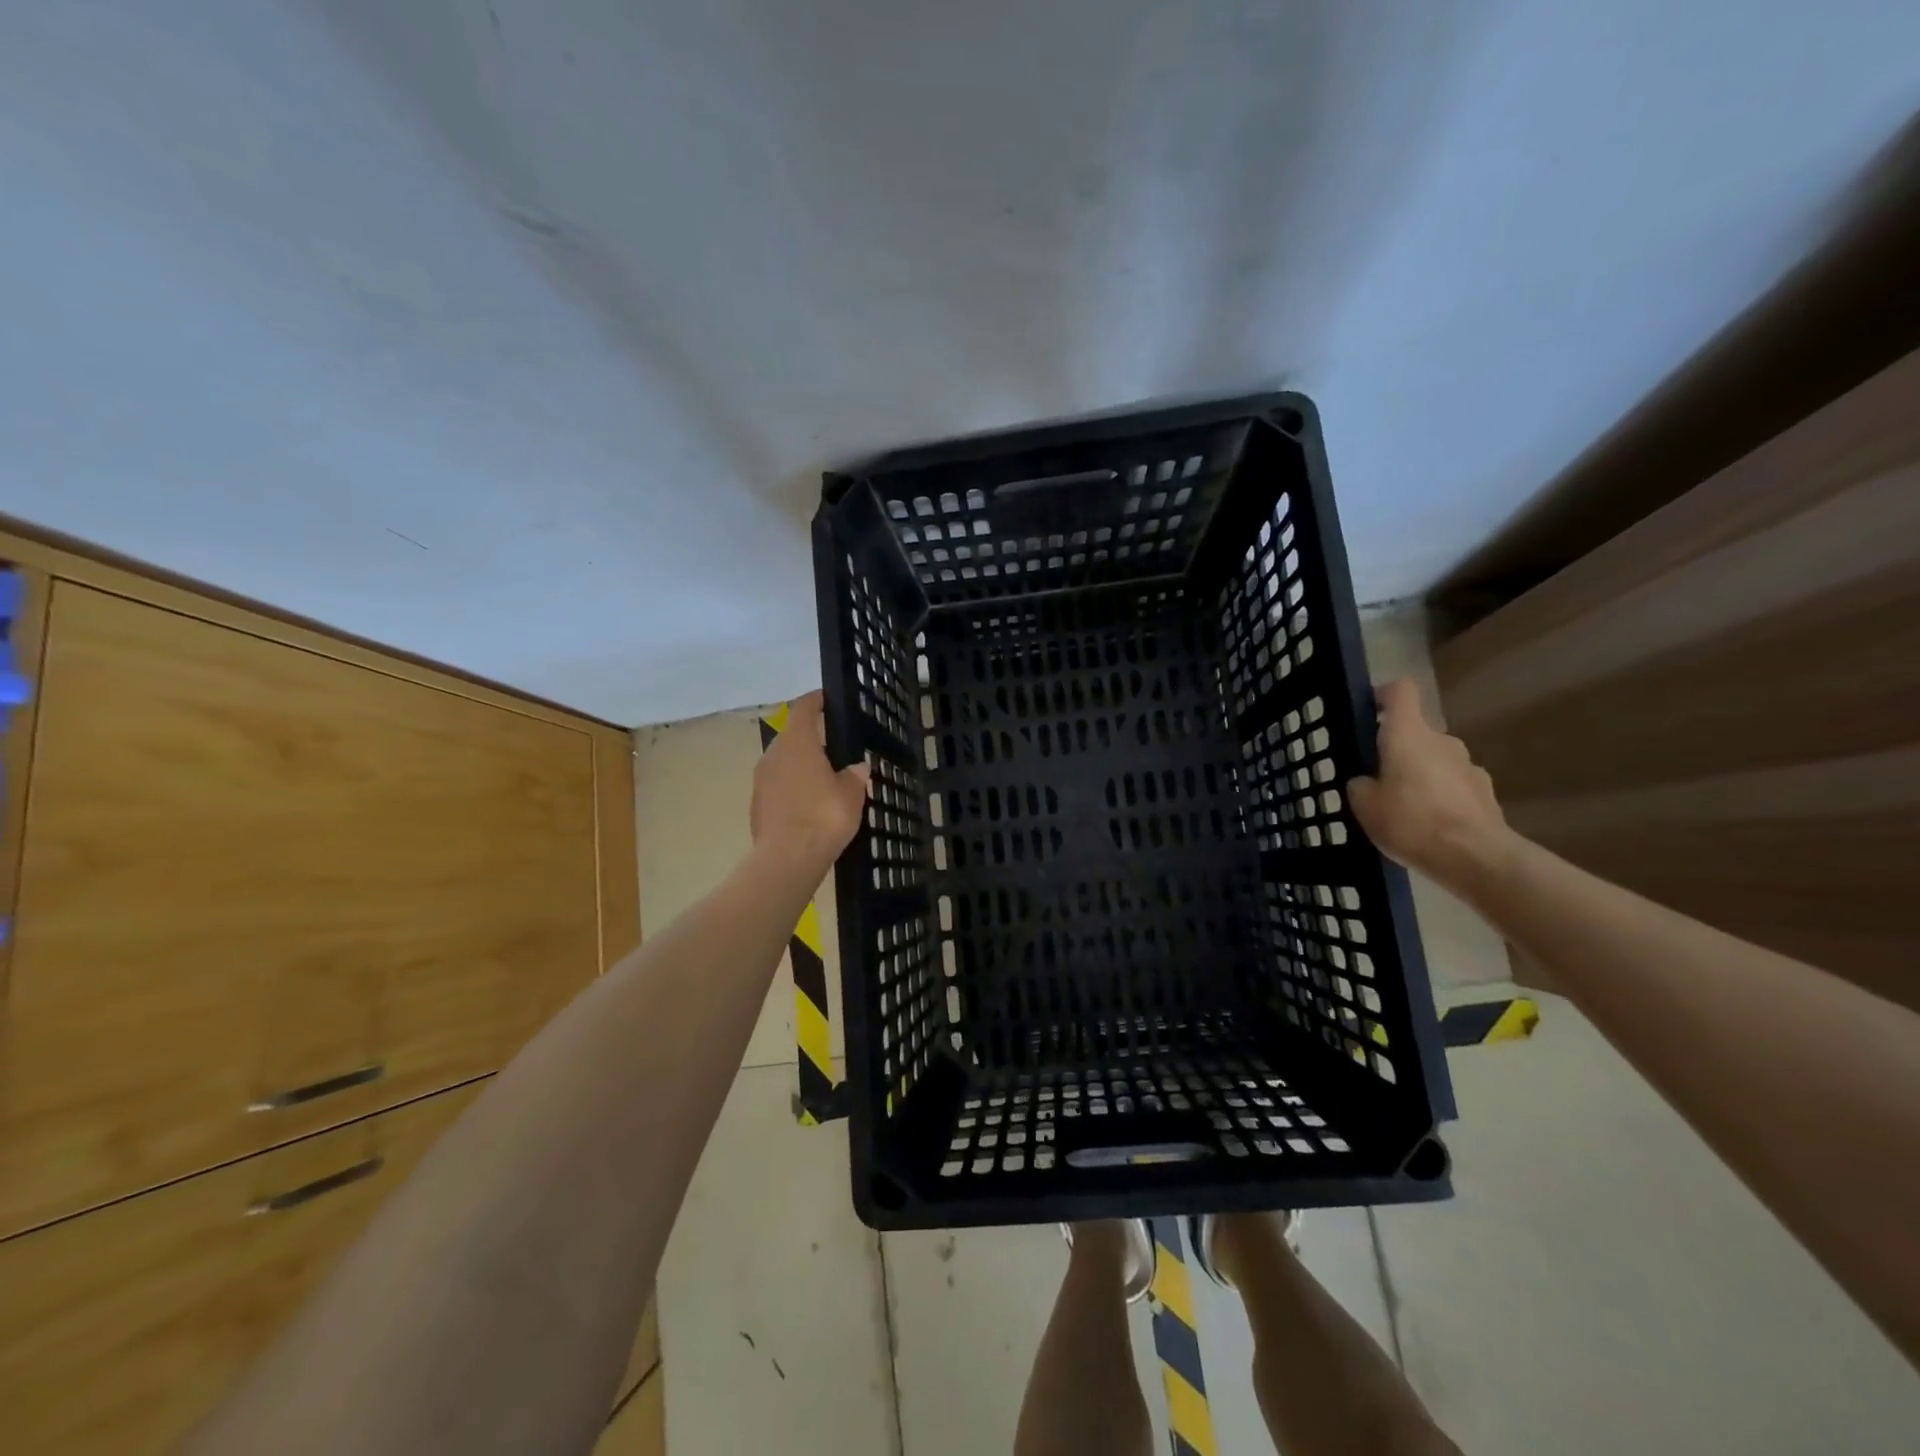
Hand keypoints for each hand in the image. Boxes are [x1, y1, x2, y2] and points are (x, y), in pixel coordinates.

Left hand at [750, 691, 870, 874]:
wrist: (787, 859)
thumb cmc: (824, 816)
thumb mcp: (851, 794)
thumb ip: (854, 776)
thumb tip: (857, 768)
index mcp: (796, 743)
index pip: (804, 709)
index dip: (815, 701)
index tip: (826, 698)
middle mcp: (773, 755)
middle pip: (791, 737)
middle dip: (809, 739)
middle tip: (832, 747)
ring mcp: (761, 781)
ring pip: (782, 764)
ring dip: (800, 767)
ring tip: (823, 779)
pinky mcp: (756, 806)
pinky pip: (778, 788)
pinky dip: (792, 790)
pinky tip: (809, 806)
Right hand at [1348, 679, 1512, 889]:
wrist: (1475, 857)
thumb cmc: (1411, 822)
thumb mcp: (1364, 806)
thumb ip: (1360, 785)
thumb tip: (1366, 782)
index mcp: (1407, 734)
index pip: (1399, 692)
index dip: (1382, 696)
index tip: (1368, 712)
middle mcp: (1441, 740)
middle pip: (1415, 732)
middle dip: (1396, 750)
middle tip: (1377, 780)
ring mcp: (1468, 765)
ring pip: (1435, 760)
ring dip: (1420, 775)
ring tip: (1404, 809)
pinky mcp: (1486, 791)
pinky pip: (1453, 784)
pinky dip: (1440, 797)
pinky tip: (1430, 825)